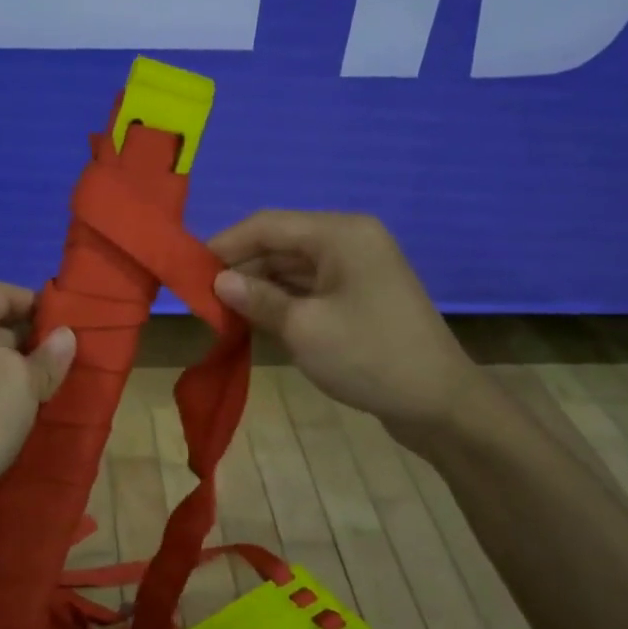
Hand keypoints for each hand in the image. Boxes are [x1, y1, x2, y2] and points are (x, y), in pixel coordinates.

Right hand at [208, 210, 483, 451]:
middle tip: (201, 300)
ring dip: (258, 287)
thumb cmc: (368, 357)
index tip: (189, 270)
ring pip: (292, 268)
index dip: (224, 244)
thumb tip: (218, 282)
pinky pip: (309, 288)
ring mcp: (357, 270)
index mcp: (340, 234)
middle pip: (279, 244)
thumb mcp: (304, 328)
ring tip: (221, 313)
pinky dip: (281, 301)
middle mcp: (349, 241)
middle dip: (240, 269)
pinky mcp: (359, 296)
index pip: (267, 225)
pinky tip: (255, 321)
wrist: (438, 403)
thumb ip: (257, 299)